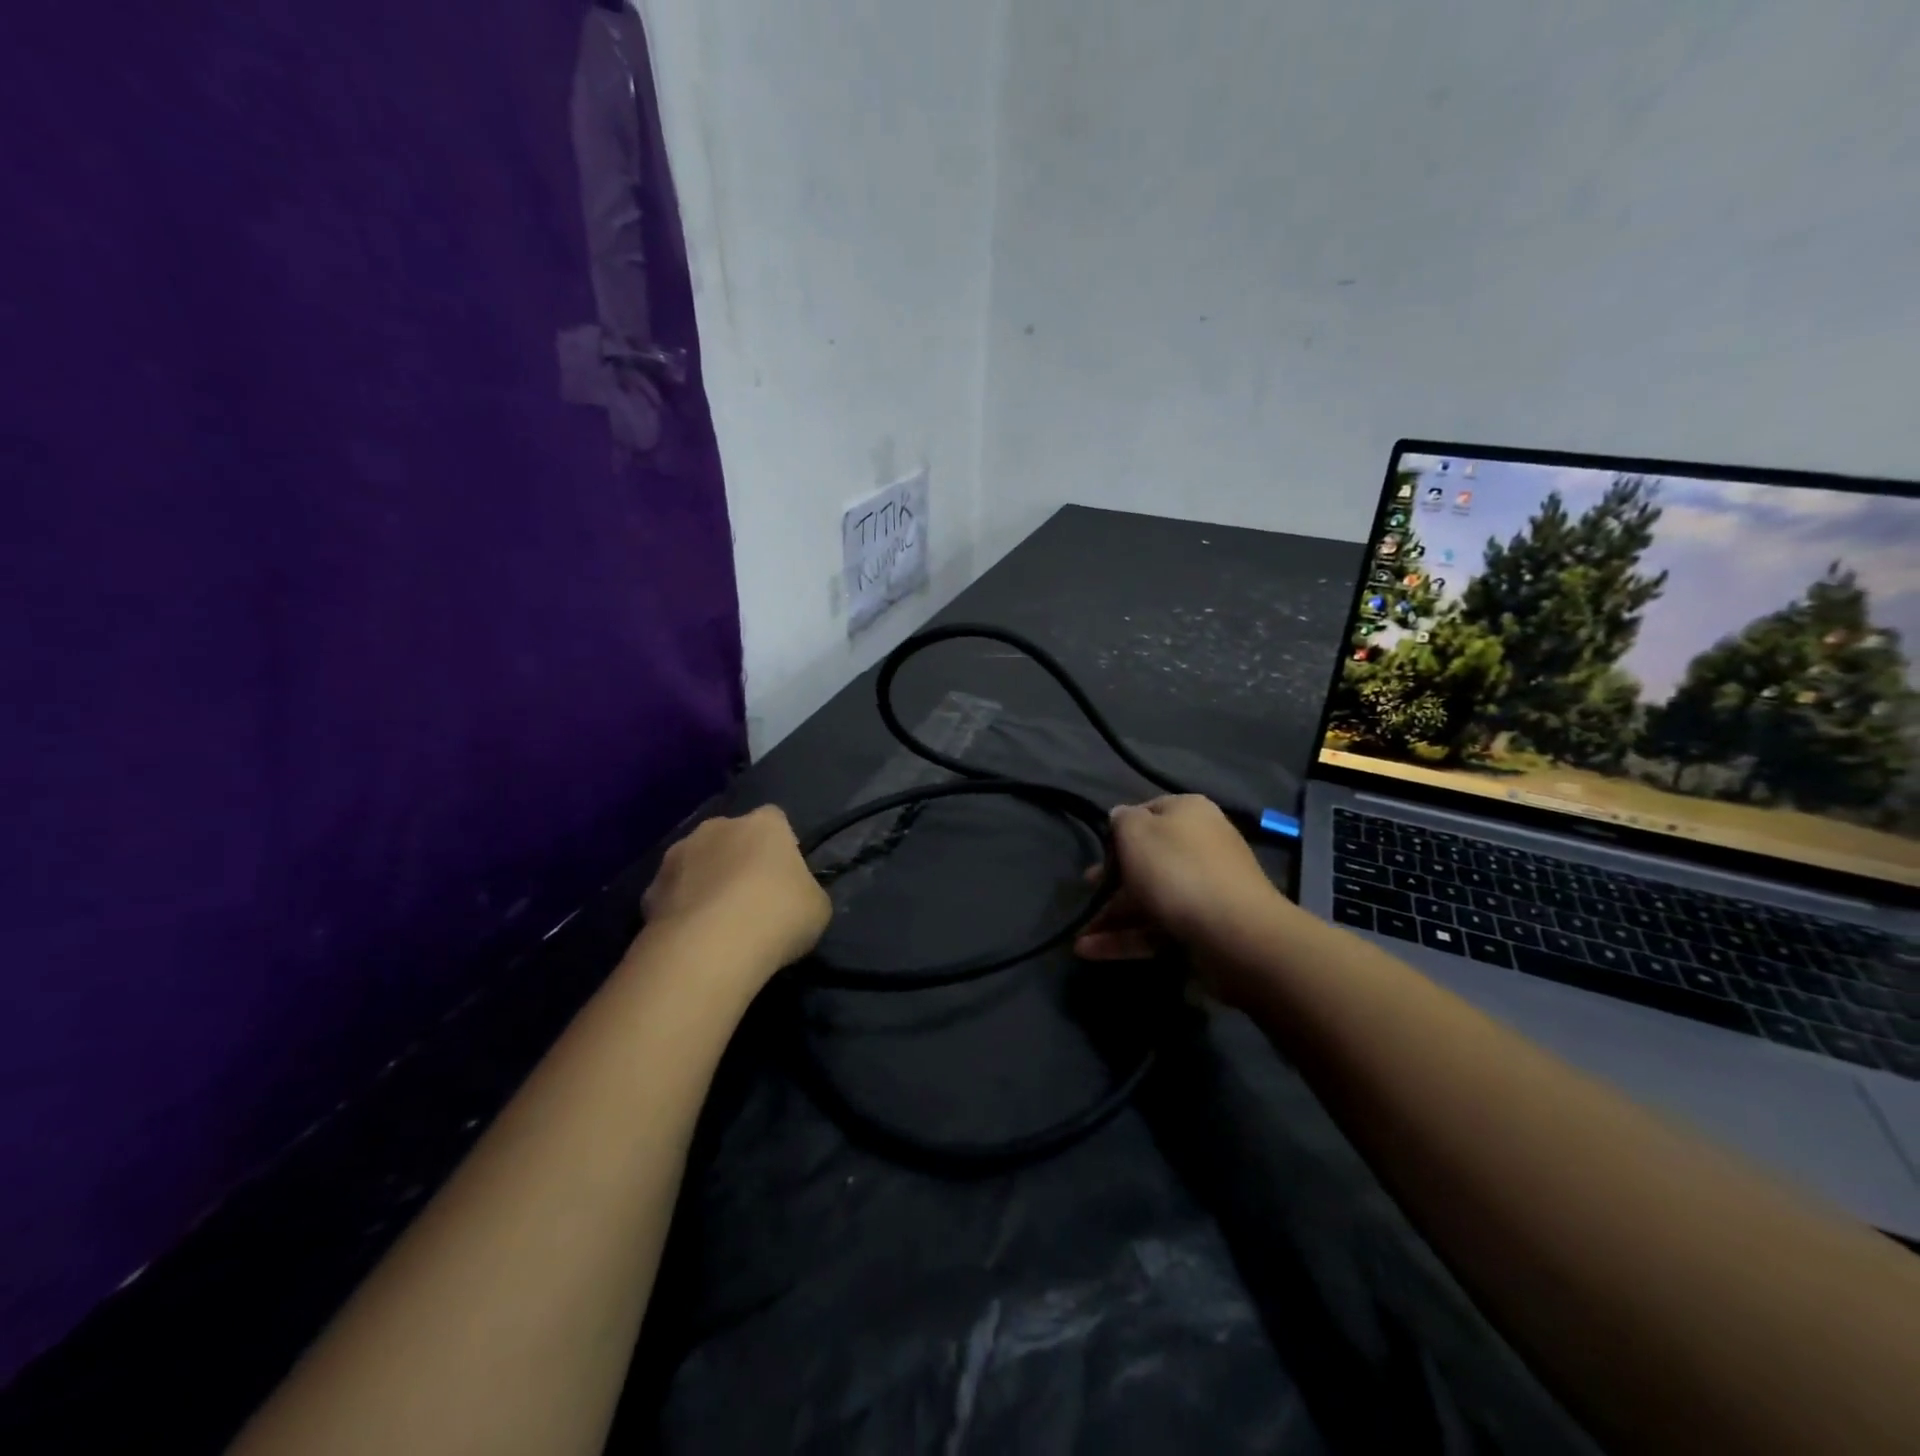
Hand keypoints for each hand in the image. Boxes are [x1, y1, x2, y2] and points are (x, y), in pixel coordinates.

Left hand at [641, 806, 831, 978]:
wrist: (710, 948)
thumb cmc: (778, 916)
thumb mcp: (817, 906)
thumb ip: (805, 891)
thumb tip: (794, 897)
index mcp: (764, 824)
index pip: (775, 820)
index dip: (781, 846)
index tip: (785, 877)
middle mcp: (718, 827)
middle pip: (731, 837)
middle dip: (738, 860)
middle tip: (751, 899)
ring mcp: (678, 855)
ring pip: (696, 862)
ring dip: (705, 881)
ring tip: (717, 923)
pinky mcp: (649, 890)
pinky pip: (672, 895)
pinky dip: (680, 910)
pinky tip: (692, 939)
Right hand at [1074, 796, 1285, 996]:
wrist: (1236, 934)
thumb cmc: (1177, 870)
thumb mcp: (1136, 831)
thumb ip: (1121, 820)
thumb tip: (1121, 818)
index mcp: (1189, 813)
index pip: (1147, 811)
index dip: (1119, 830)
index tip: (1099, 851)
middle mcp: (1201, 845)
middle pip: (1147, 859)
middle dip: (1112, 880)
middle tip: (1086, 892)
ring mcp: (1204, 889)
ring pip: (1150, 897)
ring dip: (1112, 916)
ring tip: (1079, 937)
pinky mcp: (1203, 927)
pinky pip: (1158, 928)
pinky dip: (1126, 938)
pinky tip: (1091, 951)